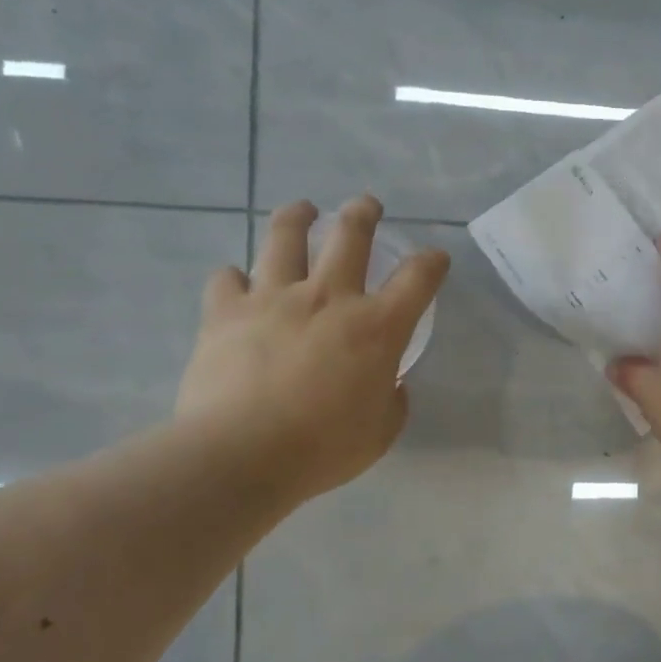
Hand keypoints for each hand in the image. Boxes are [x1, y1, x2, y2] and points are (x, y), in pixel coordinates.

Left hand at [174, 196, 448, 503]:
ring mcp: (273, 298)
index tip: (435, 259)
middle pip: (351, 234)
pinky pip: (226, 279)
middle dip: (363, 213)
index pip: (417, 278)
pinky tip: (235, 283)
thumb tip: (388, 383)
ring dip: (297, 217)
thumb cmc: (322, 448)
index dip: (432, 262)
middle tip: (367, 206)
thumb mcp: (380, 433)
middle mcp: (328, 297)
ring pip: (285, 236)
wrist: (240, 456)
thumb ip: (392, 400)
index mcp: (376, 327)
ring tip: (302, 210)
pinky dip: (233, 279)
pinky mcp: (225, 312)